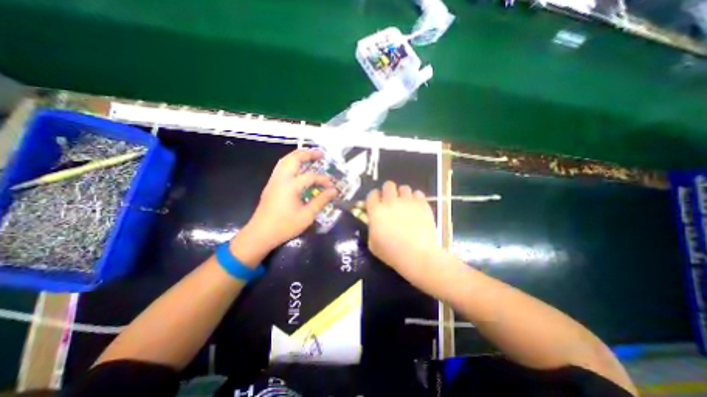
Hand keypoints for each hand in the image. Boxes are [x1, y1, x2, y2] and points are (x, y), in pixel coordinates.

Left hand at [237, 149, 336, 254]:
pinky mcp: (271, 185)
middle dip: (308, 154)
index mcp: (290, 186)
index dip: (323, 179)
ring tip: (309, 155)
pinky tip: (297, 168)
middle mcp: (281, 178)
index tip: (332, 186)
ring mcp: (274, 181)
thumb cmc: (285, 226)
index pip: (311, 177)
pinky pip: (281, 167)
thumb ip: (321, 201)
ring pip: (285, 160)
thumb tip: (334, 191)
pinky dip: (290, 162)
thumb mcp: (307, 215)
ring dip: (297, 155)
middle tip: (320, 153)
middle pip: (293, 159)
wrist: (260, 234)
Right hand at [368, 182, 439, 273]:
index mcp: (376, 211)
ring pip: (404, 188)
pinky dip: (416, 198)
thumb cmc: (391, 253)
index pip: (371, 195)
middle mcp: (390, 202)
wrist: (417, 255)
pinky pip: (418, 193)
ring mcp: (407, 201)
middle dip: (388, 191)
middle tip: (391, 201)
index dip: (374, 197)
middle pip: (388, 185)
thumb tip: (374, 222)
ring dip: (402, 194)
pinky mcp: (422, 204)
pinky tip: (416, 207)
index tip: (376, 202)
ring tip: (405, 204)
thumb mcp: (373, 244)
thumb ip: (372, 228)